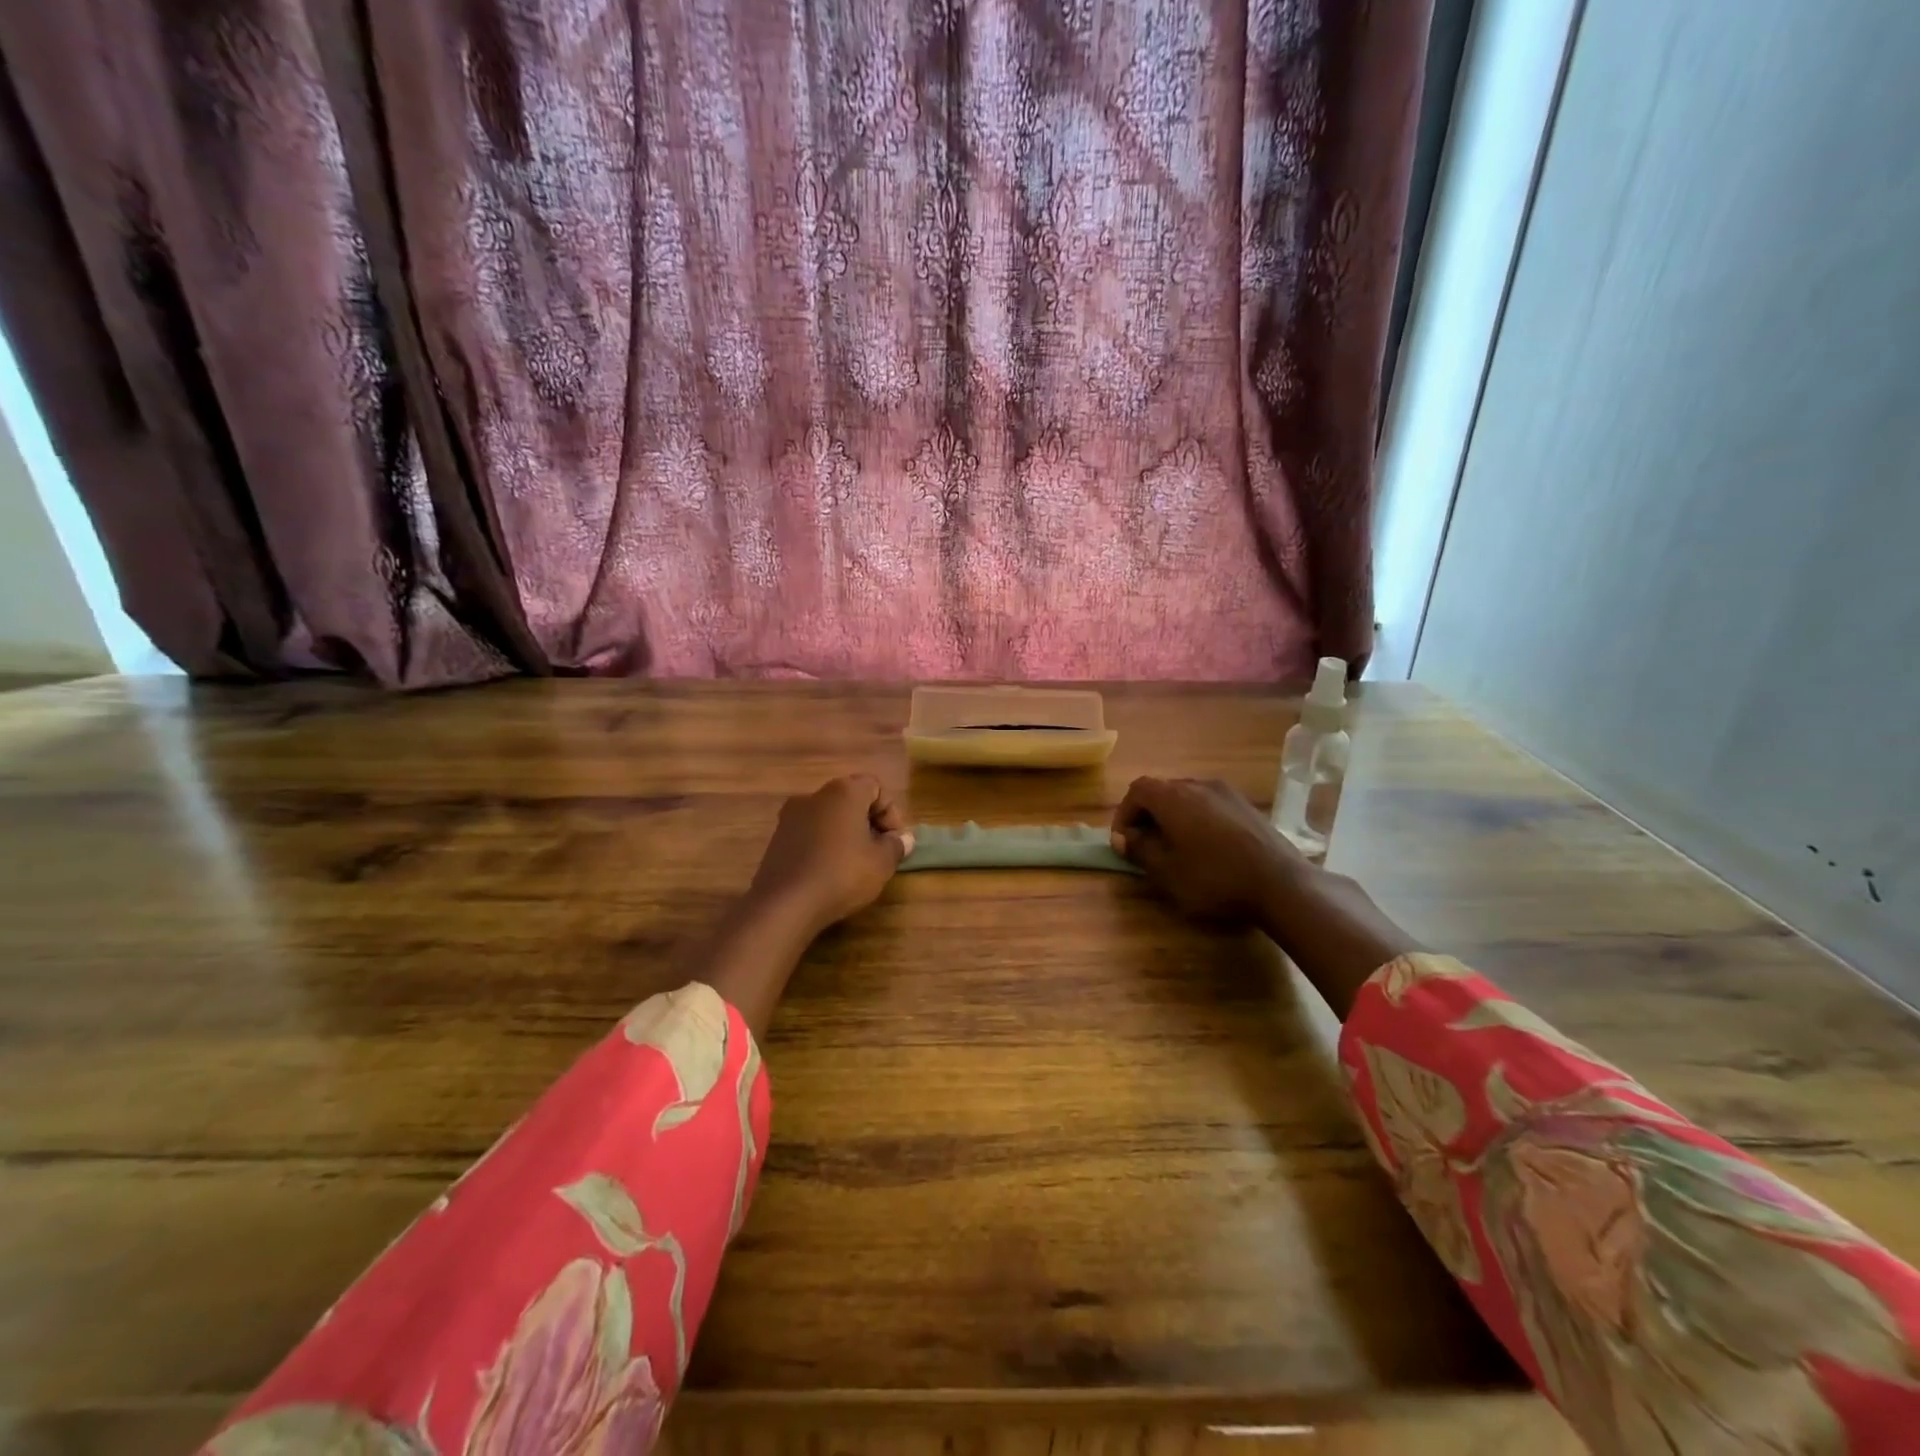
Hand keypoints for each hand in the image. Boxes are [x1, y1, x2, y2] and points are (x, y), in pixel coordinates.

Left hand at [747, 775, 913, 935]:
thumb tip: (903, 839)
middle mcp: (815, 795)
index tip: (893, 840)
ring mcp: (790, 816)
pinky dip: (824, 845)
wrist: (785, 904)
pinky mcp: (776, 838)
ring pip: (828, 817)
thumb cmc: (842, 874)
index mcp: (843, 792)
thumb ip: (896, 845)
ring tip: (854, 865)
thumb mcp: (882, 863)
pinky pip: (809, 833)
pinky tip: (829, 872)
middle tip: (878, 852)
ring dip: (845, 834)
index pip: (875, 787)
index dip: (890, 812)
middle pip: (850, 800)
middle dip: (868, 823)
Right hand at [1110, 776, 1306, 926]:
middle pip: (1162, 790)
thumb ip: (1140, 849)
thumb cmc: (1214, 878)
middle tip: (1145, 845)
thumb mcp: (1167, 872)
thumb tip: (1125, 838)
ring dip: (1173, 817)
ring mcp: (1227, 793)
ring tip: (1175, 847)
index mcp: (1173, 797)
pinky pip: (1210, 805)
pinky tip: (1207, 848)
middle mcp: (1198, 785)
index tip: (1123, 842)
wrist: (1281, 884)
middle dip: (1148, 815)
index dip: (1124, 814)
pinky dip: (1197, 819)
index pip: (1137, 790)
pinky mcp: (1247, 806)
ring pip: (1188, 797)